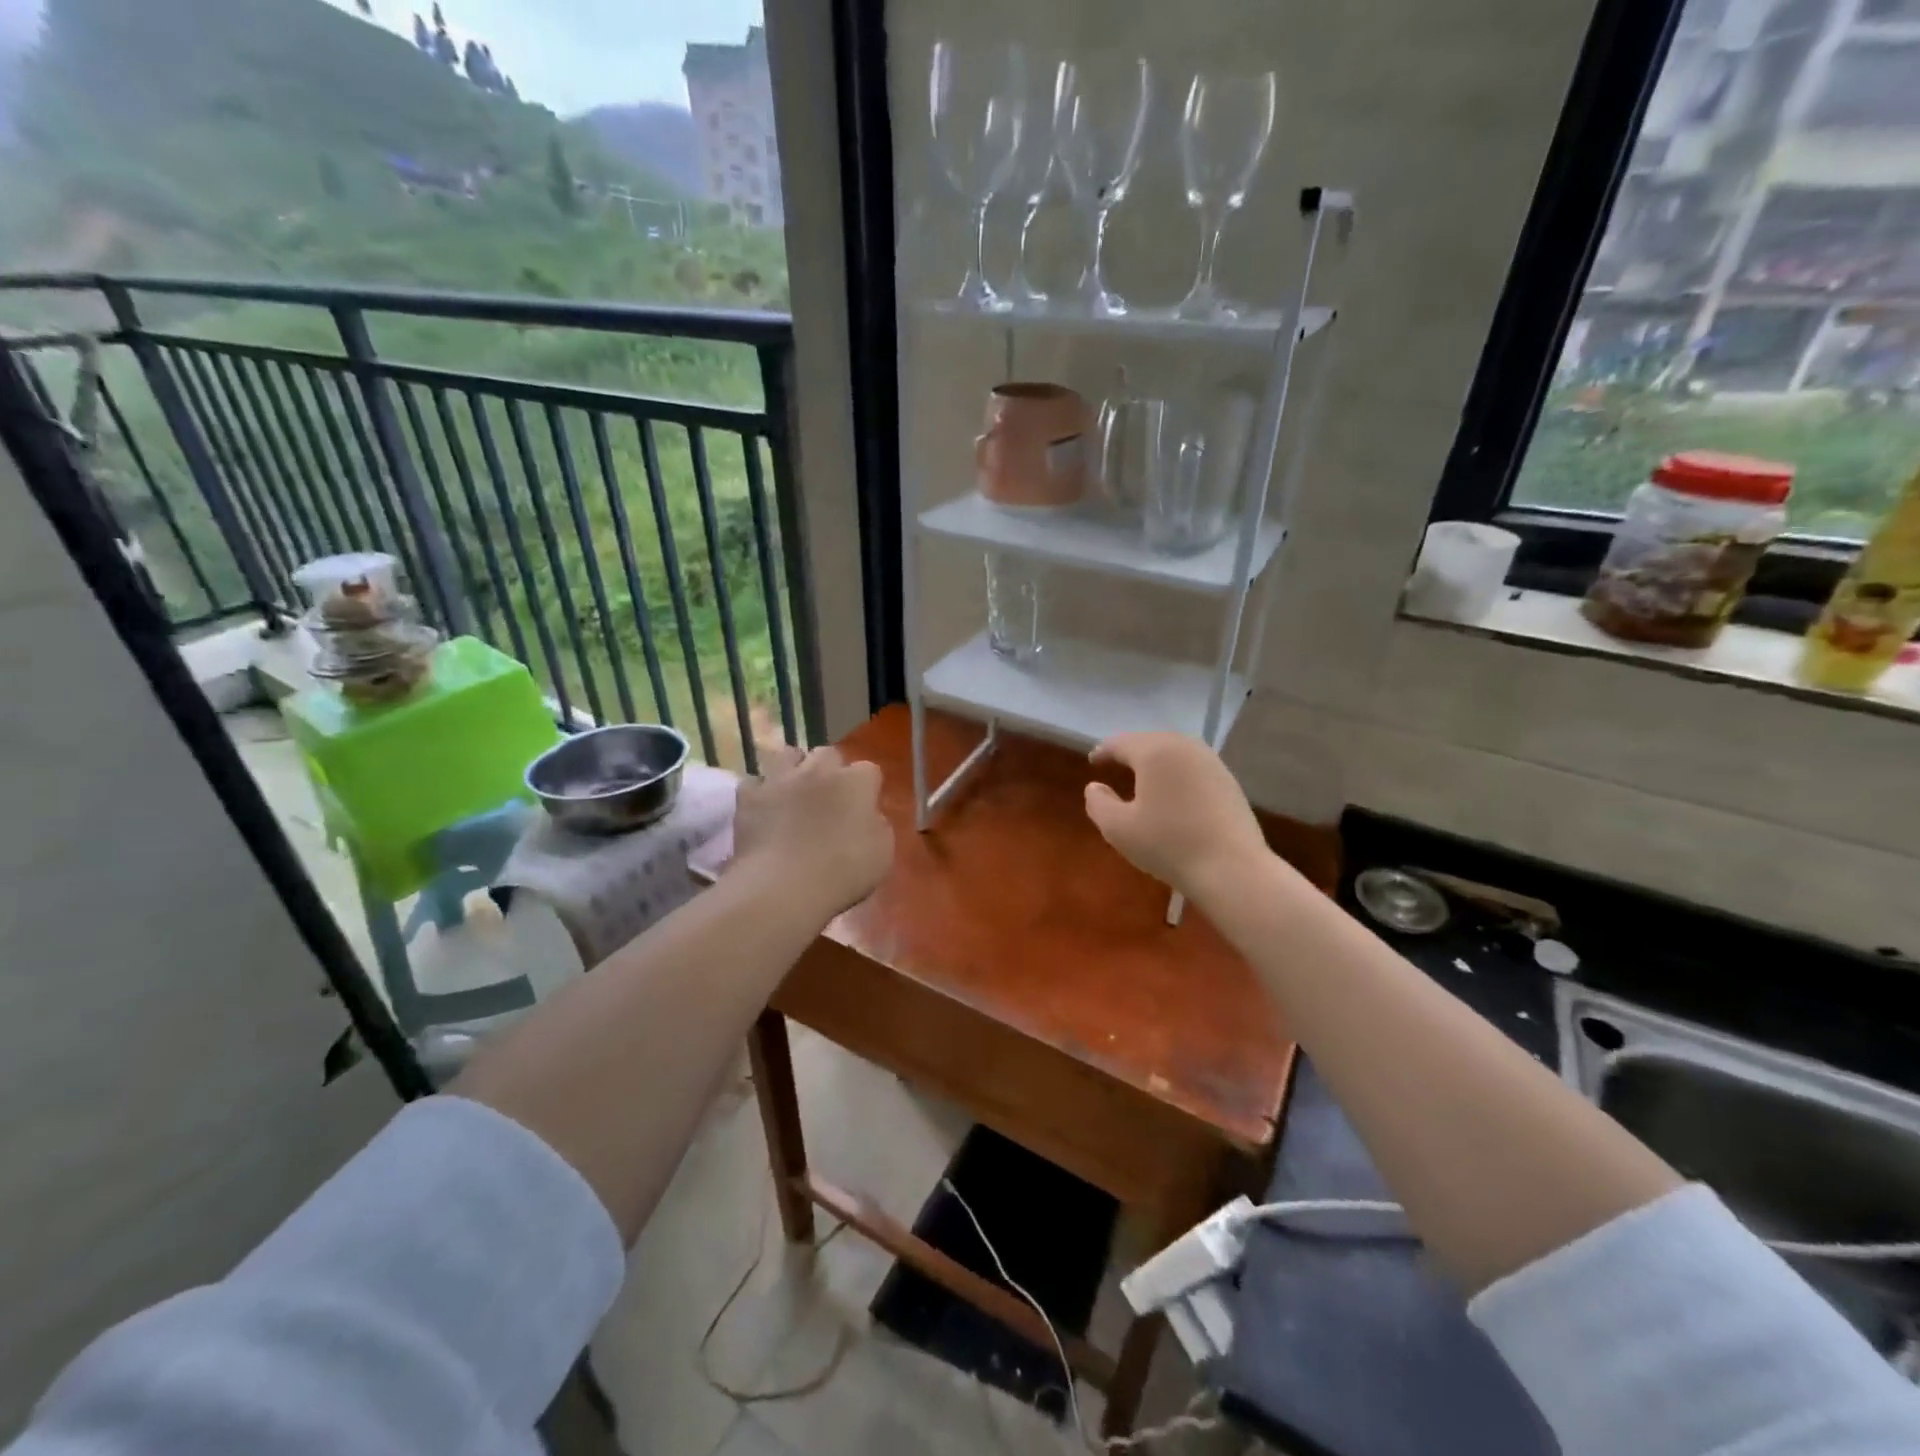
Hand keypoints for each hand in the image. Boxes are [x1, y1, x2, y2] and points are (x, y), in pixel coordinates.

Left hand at [731, 745, 892, 920]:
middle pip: (828, 754)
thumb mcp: (882, 854)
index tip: (864, 808)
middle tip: (829, 797)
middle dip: (830, 770)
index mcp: (856, 782)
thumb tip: (868, 817)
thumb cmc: (843, 872)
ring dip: (794, 769)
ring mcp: (781, 779)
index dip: (867, 788)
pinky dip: (760, 792)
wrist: (783, 886)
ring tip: (794, 792)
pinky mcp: (749, 796)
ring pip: (789, 755)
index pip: (869, 770)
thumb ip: (877, 826)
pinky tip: (764, 809)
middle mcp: (819, 770)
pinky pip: (754, 782)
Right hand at [1084, 733, 1269, 904]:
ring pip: (1174, 753)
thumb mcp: (1118, 828)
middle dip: (1131, 752)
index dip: (1104, 751)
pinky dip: (1177, 774)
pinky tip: (1174, 793)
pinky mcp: (1229, 781)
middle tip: (1115, 765)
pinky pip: (1193, 768)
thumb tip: (1095, 787)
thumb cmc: (1168, 844)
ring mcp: (1211, 762)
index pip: (1121, 743)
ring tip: (1143, 778)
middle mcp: (1184, 747)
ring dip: (1156, 762)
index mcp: (1155, 751)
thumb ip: (1098, 803)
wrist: (1231, 869)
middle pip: (1150, 742)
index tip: (1093, 761)